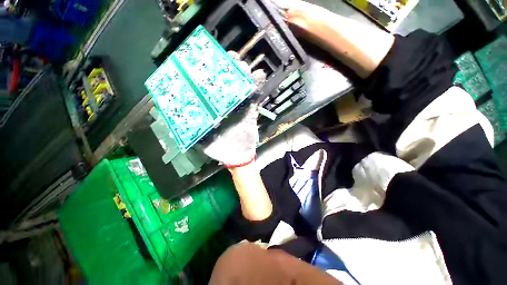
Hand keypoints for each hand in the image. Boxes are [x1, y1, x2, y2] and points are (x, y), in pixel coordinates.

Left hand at [202, 51, 265, 166]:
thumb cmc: (220, 149)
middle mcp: (226, 105)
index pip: (212, 88)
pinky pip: (255, 97)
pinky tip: (260, 75)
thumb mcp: (202, 141)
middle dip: (231, 69)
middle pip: (229, 83)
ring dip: (245, 75)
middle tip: (232, 59)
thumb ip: (191, 130)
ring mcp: (240, 107)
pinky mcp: (251, 111)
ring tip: (245, 66)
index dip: (212, 75)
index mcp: (214, 110)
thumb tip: (172, 119)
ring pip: (243, 87)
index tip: (212, 61)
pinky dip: (258, 86)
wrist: (238, 155)